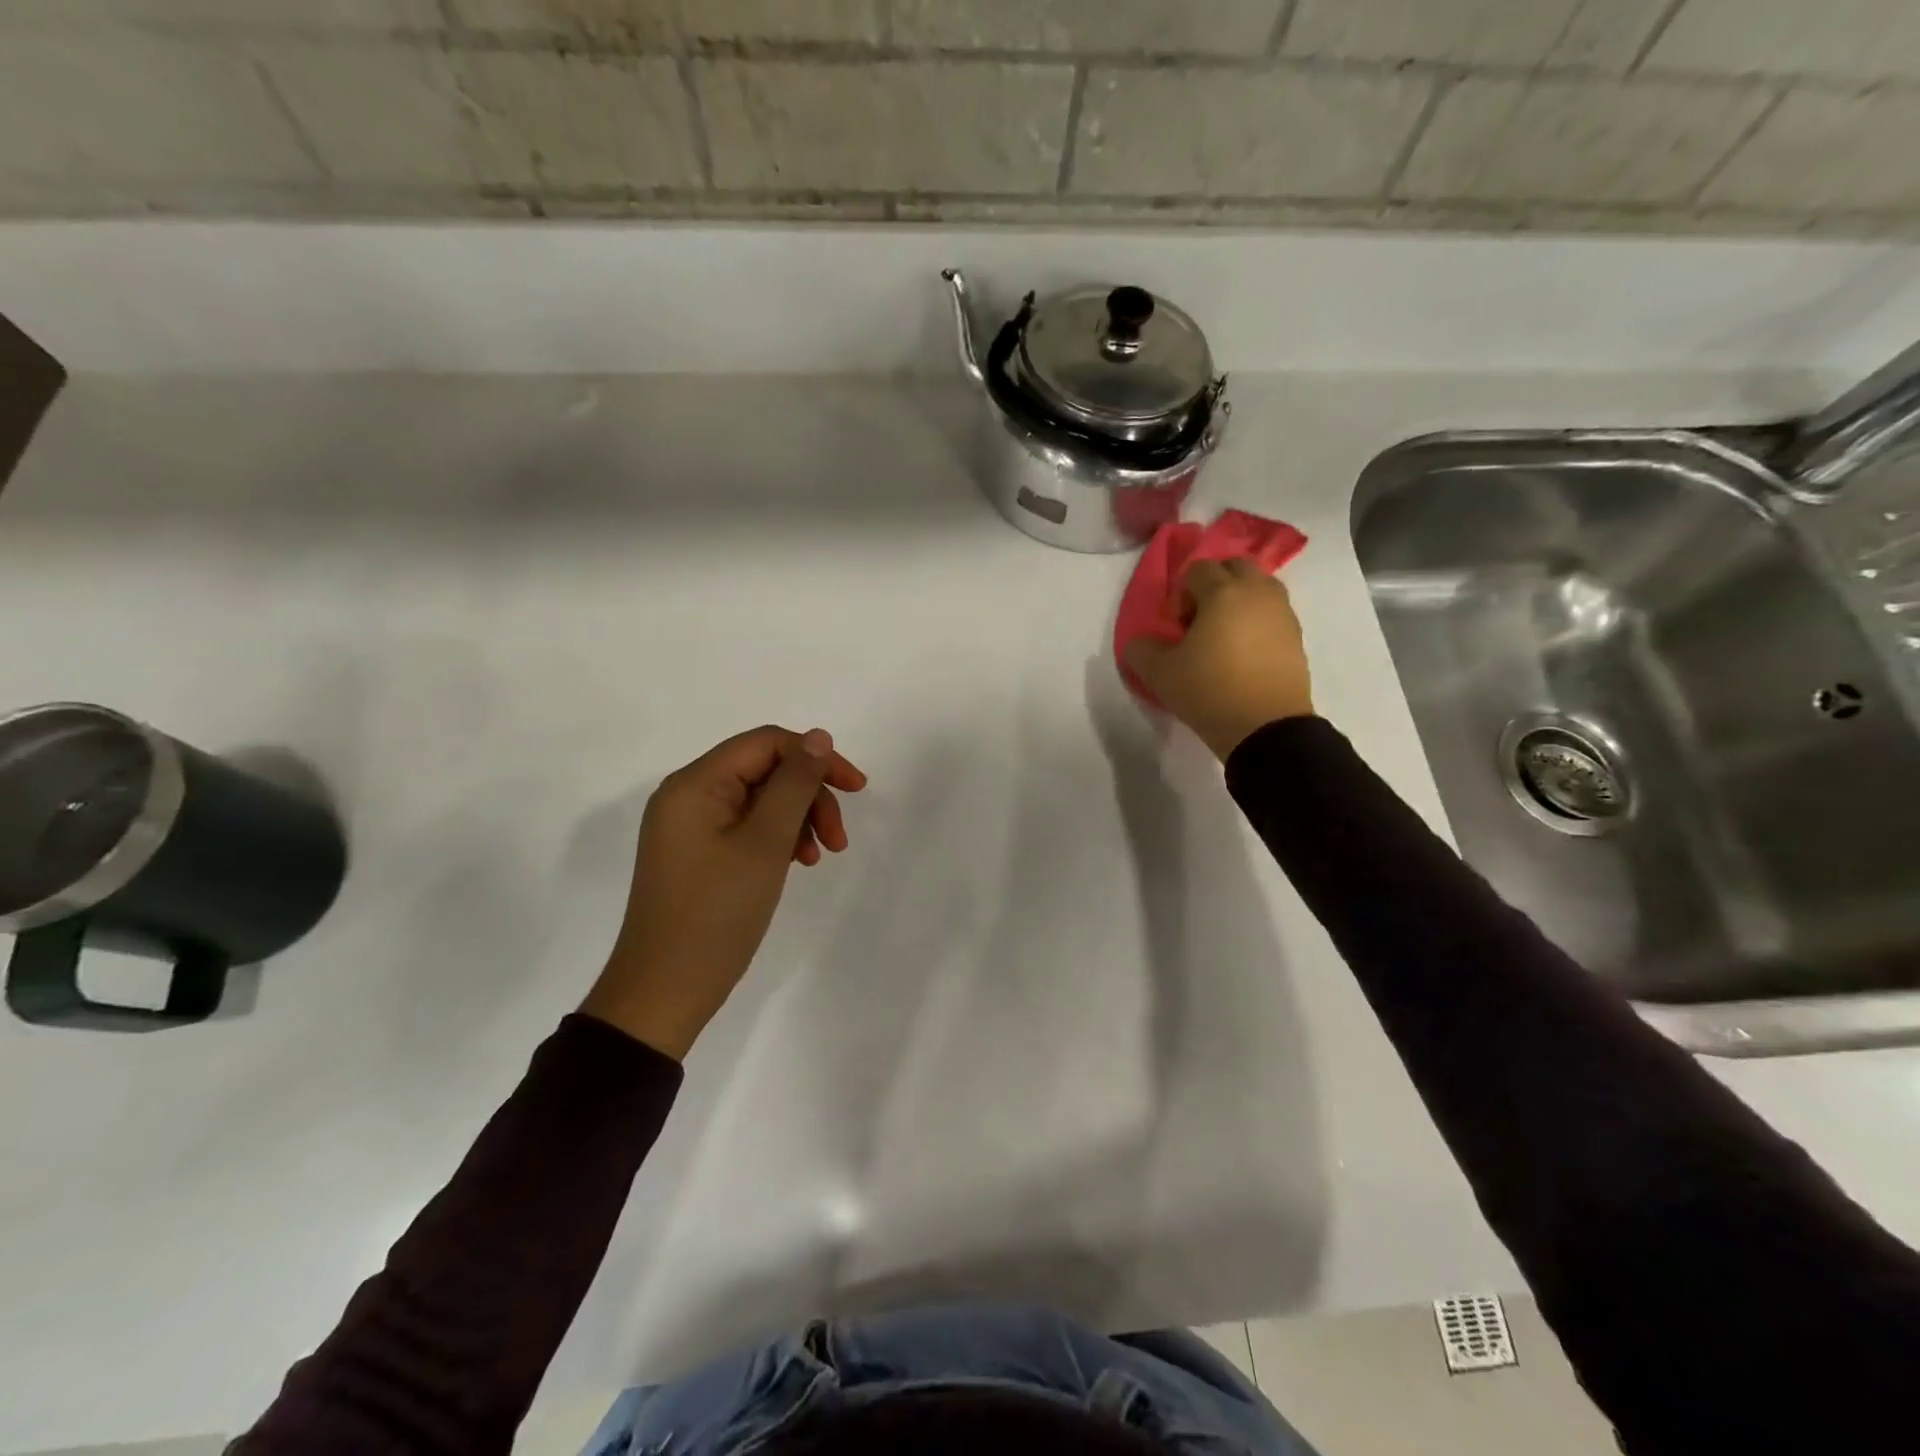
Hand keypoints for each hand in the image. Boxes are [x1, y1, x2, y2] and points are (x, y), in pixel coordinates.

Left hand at [582, 725, 867, 1059]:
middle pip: (764, 770)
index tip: (857, 789)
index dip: (816, 757)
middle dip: (809, 796)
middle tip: (839, 840)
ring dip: (798, 819)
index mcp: (695, 784)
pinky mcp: (696, 853)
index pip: (766, 743)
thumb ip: (795, 784)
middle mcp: (687, 796)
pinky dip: (777, 838)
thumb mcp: (765, 844)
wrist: (664, 993)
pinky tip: (796, 864)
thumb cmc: (716, 914)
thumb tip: (818, 737)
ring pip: (760, 800)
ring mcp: (689, 827)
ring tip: (819, 858)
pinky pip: (746, 827)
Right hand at [1125, 558, 1314, 761]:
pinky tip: (1243, 654)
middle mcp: (1257, 593)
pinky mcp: (1297, 637)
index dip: (1180, 594)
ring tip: (1223, 637)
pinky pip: (1272, 614)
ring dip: (1238, 601)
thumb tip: (1142, 642)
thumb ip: (1141, 649)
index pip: (1198, 569)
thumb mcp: (1159, 673)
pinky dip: (1256, 622)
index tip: (1177, 627)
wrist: (1266, 728)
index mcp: (1223, 592)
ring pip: (1259, 588)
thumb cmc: (1209, 691)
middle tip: (1200, 620)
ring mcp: (1282, 613)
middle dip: (1214, 585)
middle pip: (1235, 567)